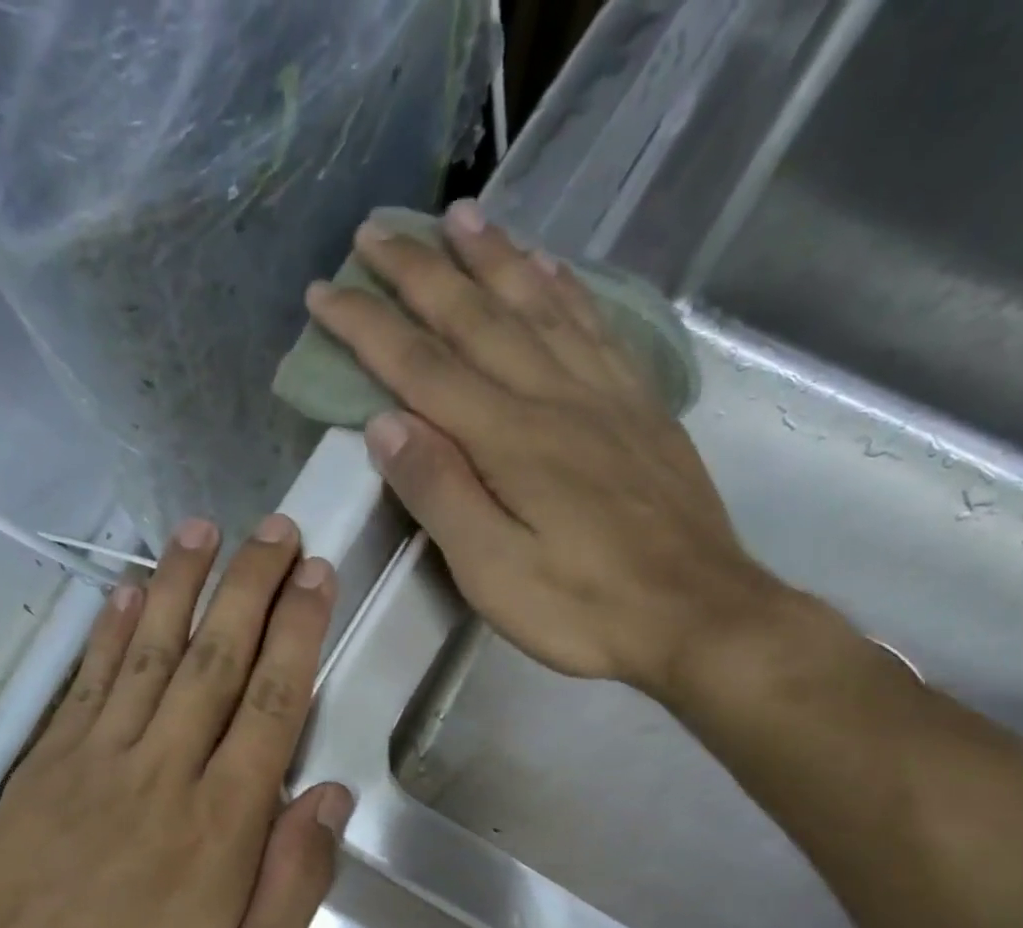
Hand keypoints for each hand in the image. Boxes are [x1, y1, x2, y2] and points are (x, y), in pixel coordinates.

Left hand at [0, 517, 351, 927]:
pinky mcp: (47, 765)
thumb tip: (330, 795)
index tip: (317, 575)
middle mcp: (165, 770)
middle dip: (252, 586)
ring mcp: (98, 760)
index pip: (274, 702)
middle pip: (217, 658)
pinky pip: (86, 682)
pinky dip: (109, 630)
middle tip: (278, 528)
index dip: (299, 631)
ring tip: (206, 528)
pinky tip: (128, 590)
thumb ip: (295, 882)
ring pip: (149, 651)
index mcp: (223, 822)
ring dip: (182, 585)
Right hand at [305, 200, 785, 696]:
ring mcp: (605, 397)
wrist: (697, 616)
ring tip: (460, 216)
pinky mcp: (640, 410)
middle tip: (378, 230)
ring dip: (493, 259)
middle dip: (420, 272)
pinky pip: (596, 330)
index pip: (421, 369)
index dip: (369, 327)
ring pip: (539, 307)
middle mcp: (554, 399)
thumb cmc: (582, 608)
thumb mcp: (492, 570)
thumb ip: (439, 492)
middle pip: (477, 319)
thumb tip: (385, 423)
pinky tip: (550, 269)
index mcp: (509, 439)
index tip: (325, 291)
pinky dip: (566, 290)